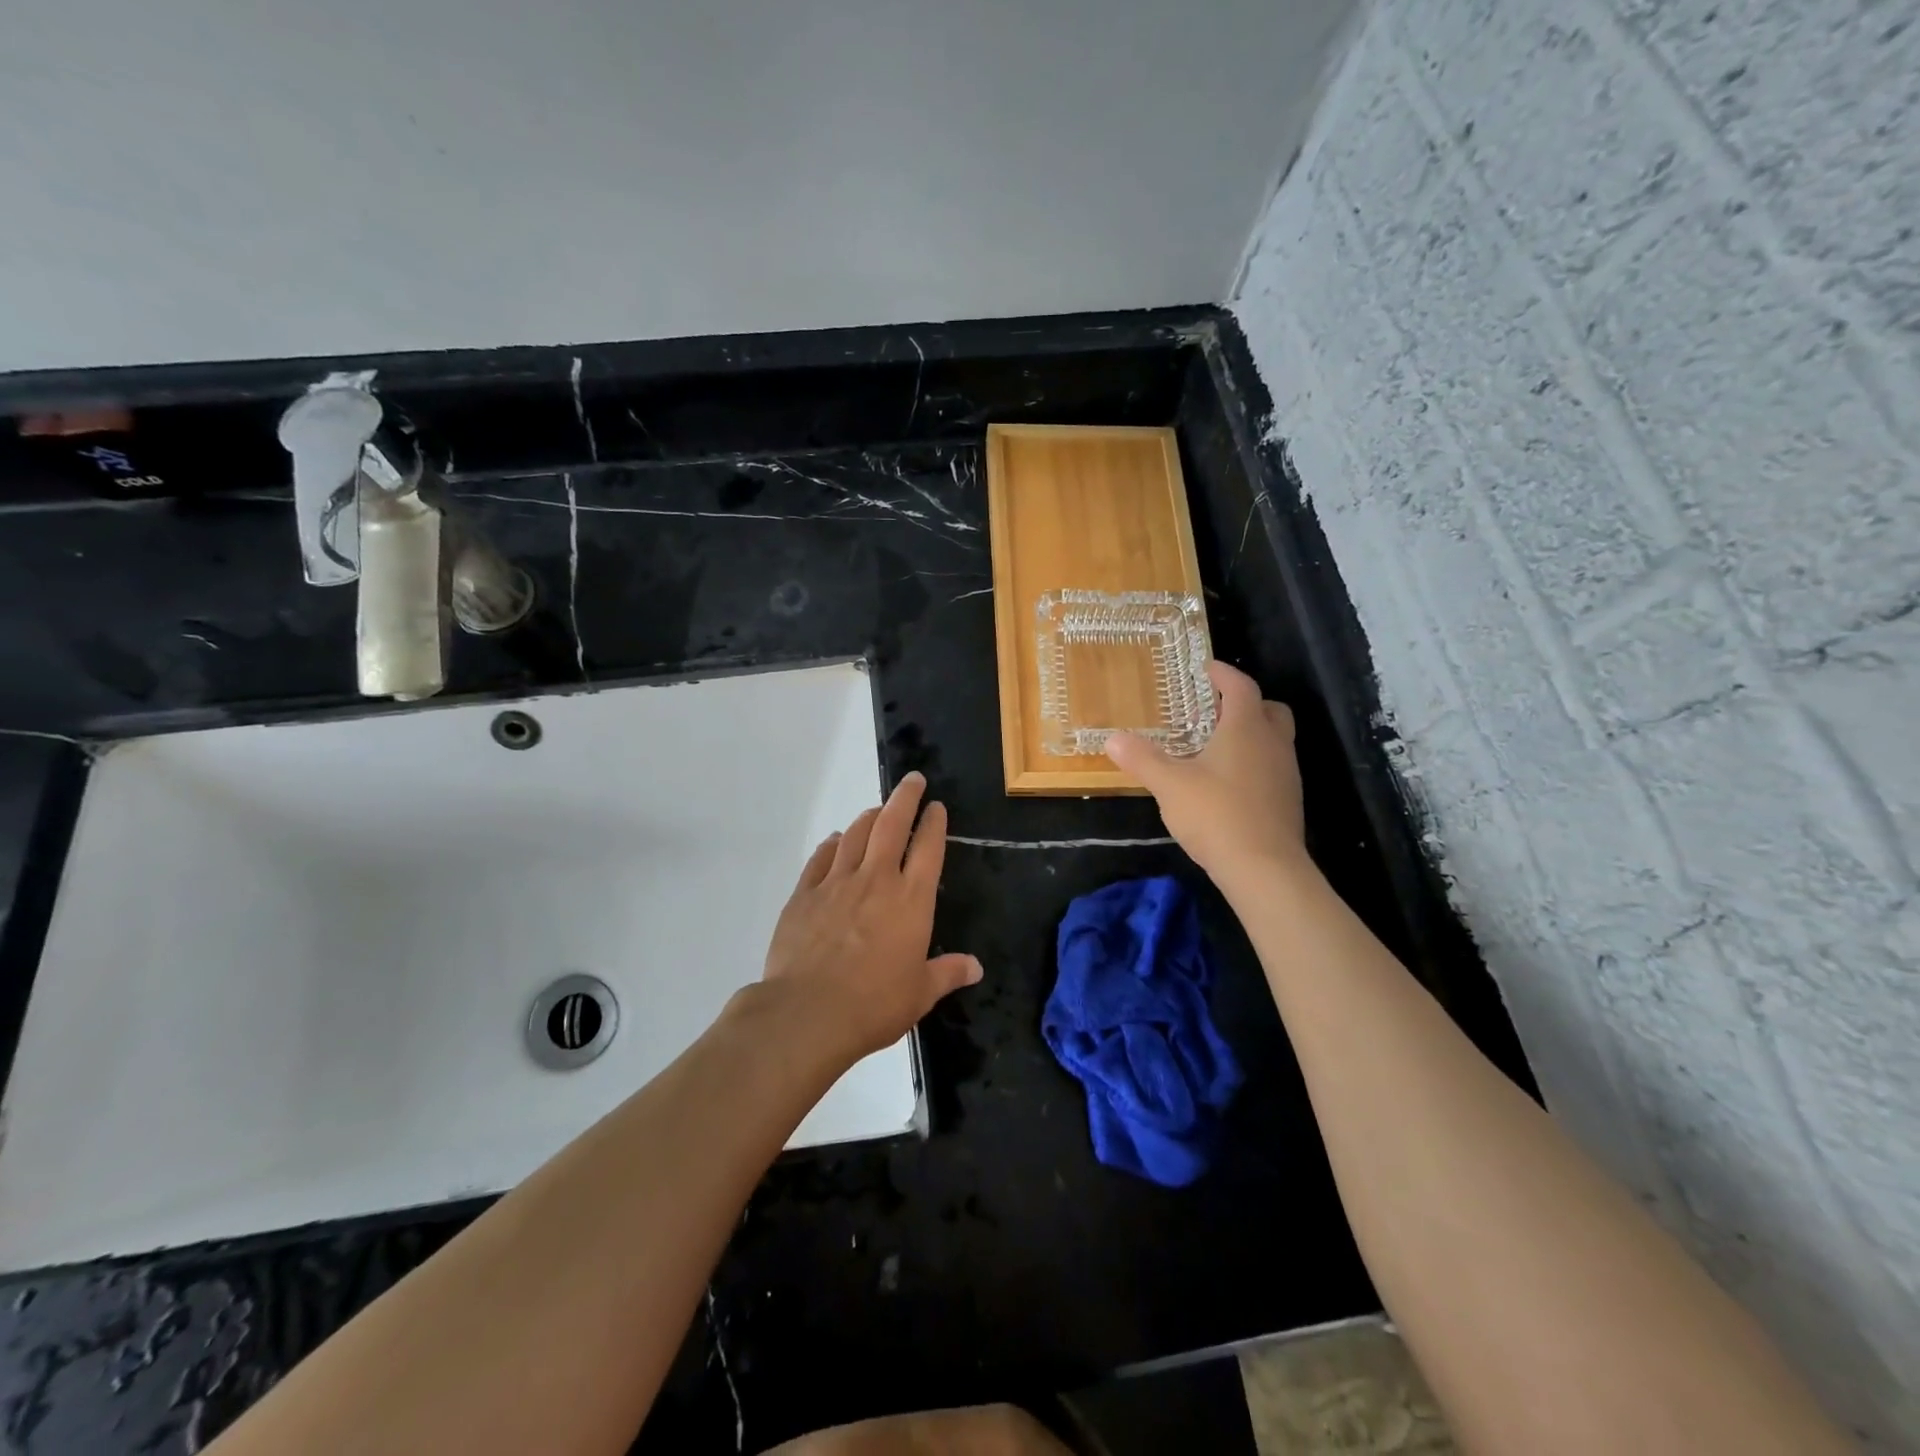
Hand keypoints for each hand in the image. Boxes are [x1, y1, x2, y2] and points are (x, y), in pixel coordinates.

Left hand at [762, 771, 981, 1062]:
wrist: (808, 1012)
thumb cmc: (874, 1004)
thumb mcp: (920, 993)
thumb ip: (948, 973)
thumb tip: (976, 967)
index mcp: (911, 900)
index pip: (928, 848)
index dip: (934, 822)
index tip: (936, 806)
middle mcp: (876, 880)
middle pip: (891, 825)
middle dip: (905, 798)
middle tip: (912, 780)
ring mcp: (836, 883)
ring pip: (855, 835)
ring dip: (868, 817)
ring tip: (876, 810)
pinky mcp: (804, 894)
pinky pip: (821, 858)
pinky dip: (831, 844)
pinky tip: (835, 841)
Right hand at [1105, 660, 1308, 884]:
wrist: (1265, 868)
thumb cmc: (1216, 814)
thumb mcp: (1169, 784)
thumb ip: (1142, 759)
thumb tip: (1112, 739)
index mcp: (1246, 729)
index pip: (1241, 687)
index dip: (1224, 674)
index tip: (1207, 669)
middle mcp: (1273, 744)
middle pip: (1269, 710)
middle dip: (1244, 704)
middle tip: (1215, 709)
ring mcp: (1285, 774)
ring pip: (1274, 740)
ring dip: (1250, 735)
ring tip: (1215, 747)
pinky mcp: (1287, 801)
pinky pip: (1272, 767)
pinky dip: (1253, 763)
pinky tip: (1226, 783)